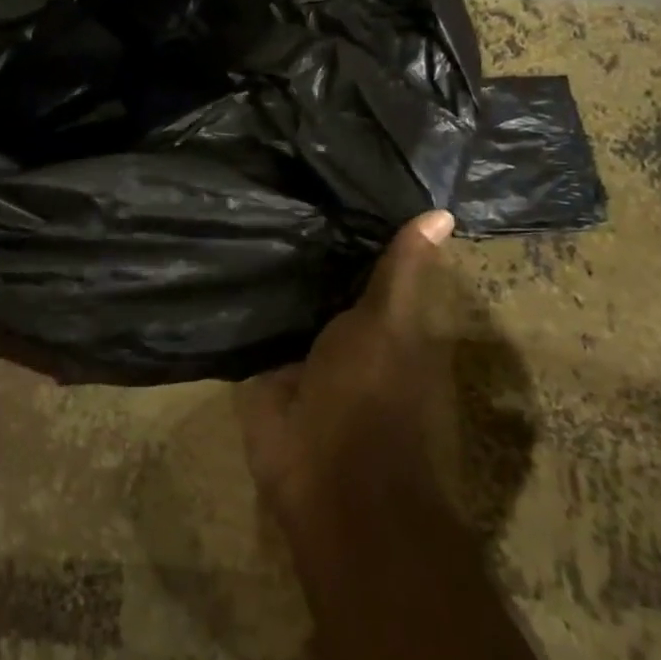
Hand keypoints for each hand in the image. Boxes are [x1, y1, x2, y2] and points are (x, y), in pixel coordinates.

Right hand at [236, 211, 466, 535]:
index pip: (369, 263)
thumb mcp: (391, 323)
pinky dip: (242, 300)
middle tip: (273, 186)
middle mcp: (347, 334)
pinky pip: (253, 327)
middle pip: (325, 278)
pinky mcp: (265, 372)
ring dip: (270, 266)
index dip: (352, 226)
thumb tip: (443, 213)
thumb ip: (403, 272)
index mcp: (387, 323)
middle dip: (305, 242)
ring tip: (242, 211)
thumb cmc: (373, 397)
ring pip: (288, 299)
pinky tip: (217, 254)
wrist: (326, 478)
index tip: (325, 181)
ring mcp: (303, 355)